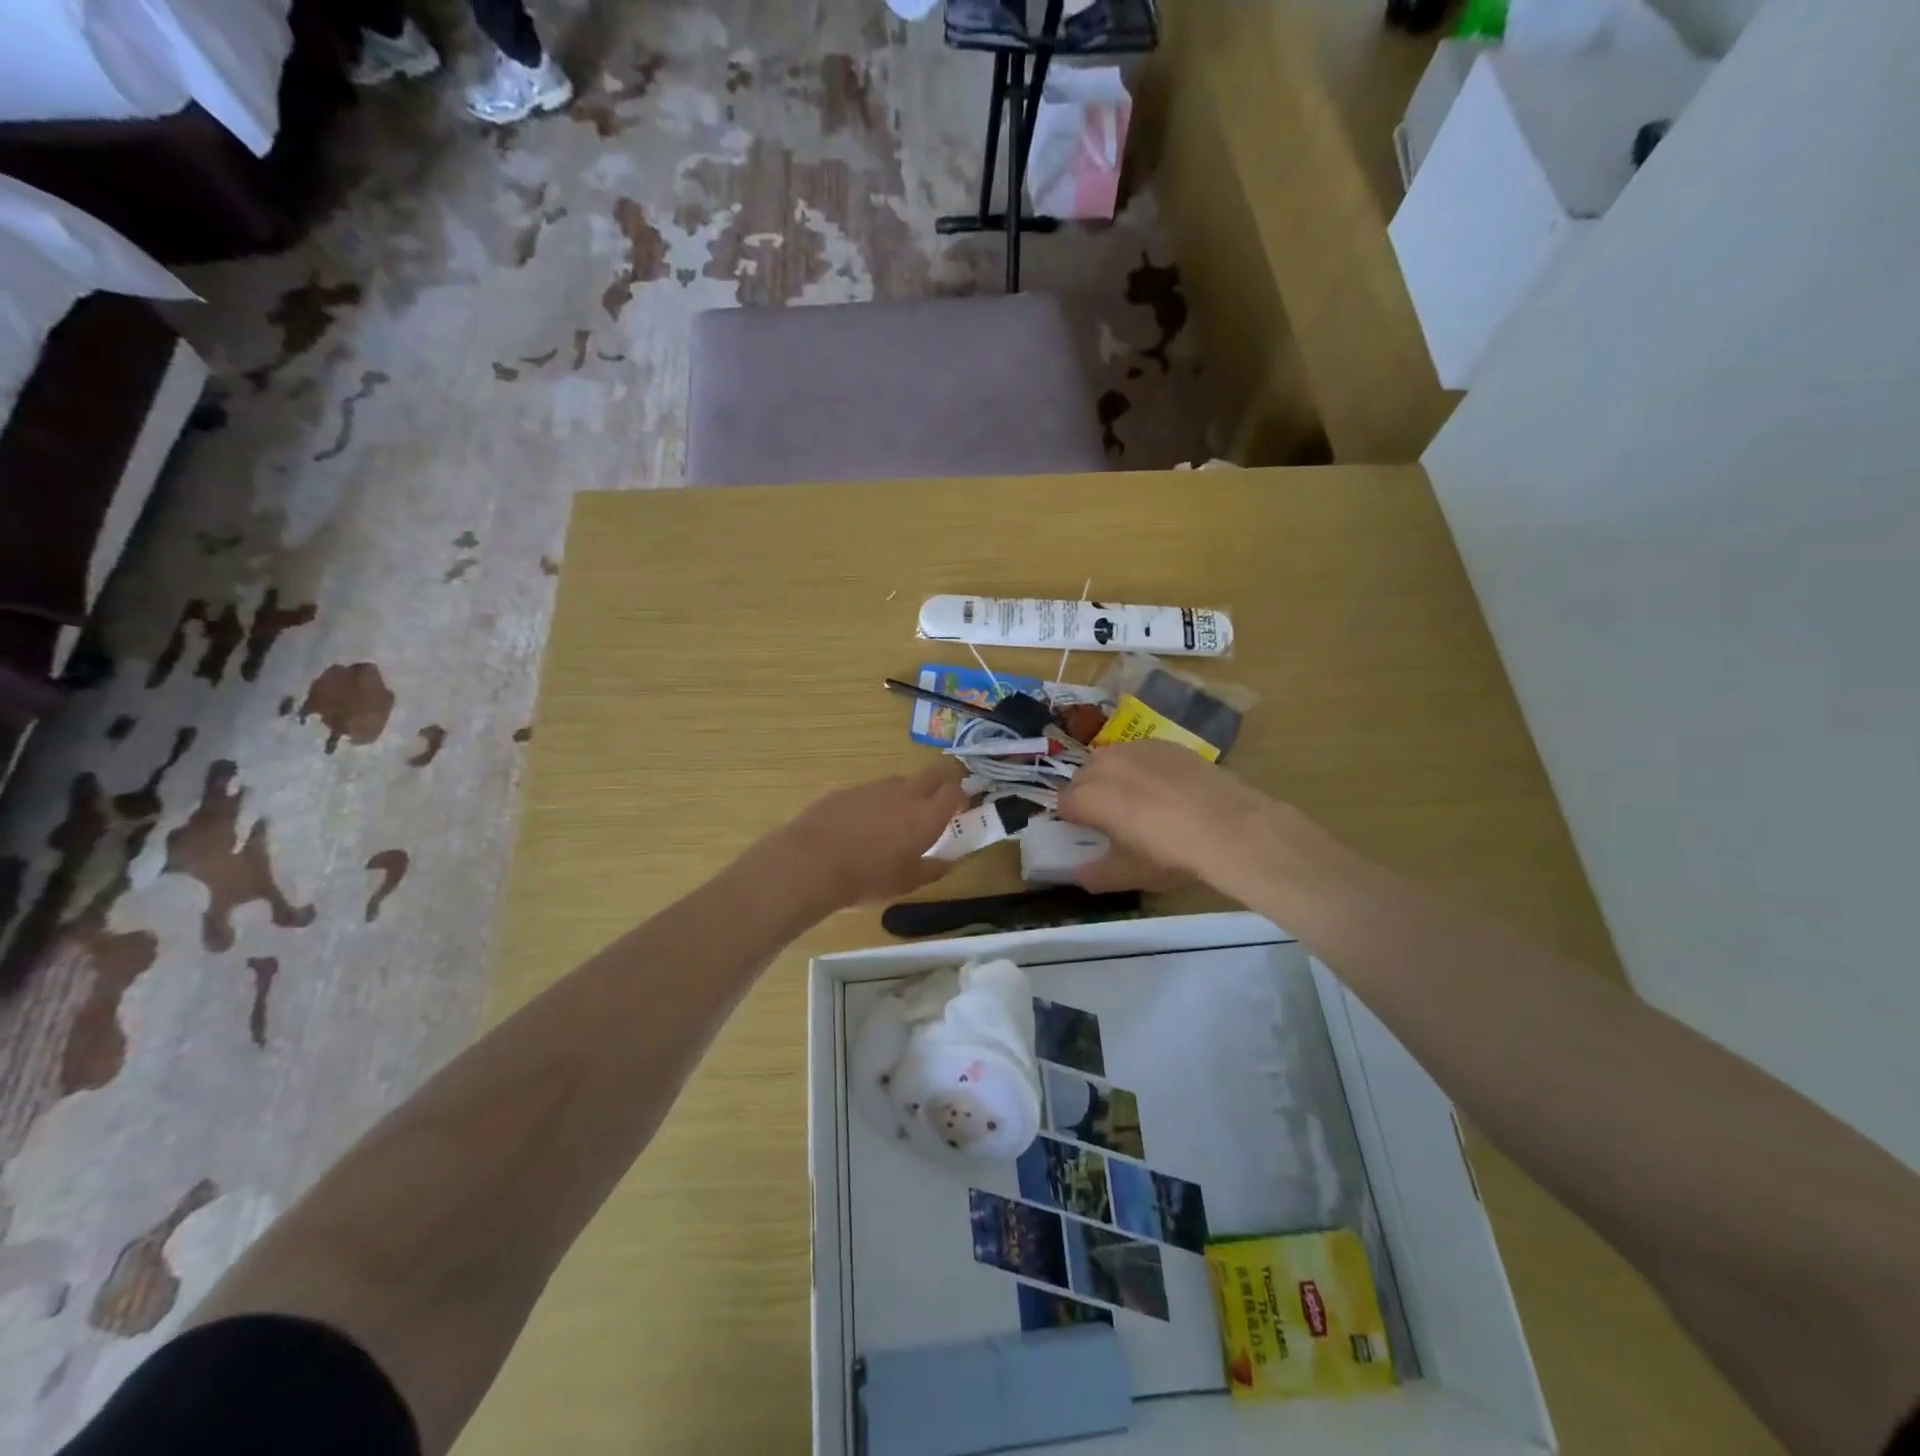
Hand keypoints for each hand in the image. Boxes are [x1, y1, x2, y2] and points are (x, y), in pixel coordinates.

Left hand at [775, 762, 972, 909]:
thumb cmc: (868, 878)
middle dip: (940, 785)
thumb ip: (934, 868)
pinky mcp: (849, 789)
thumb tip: (951, 861)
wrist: (812, 862)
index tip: (959, 810)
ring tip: (892, 822)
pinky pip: (872, 791)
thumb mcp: (907, 882)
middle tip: (934, 807)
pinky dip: (875, 803)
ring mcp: (875, 787)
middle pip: (933, 774)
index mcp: (927, 815)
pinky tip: (861, 826)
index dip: (961, 796)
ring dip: (905, 795)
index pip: (955, 789)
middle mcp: (905, 793)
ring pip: (901, 782)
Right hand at [1056, 741, 1270, 891]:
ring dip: (1112, 777)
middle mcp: (1103, 764)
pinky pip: (1139, 753)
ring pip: (1109, 760)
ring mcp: (1135, 749)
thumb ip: (1094, 875)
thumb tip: (1079, 873)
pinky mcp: (1164, 744)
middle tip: (1111, 818)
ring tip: (1136, 799)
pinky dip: (1141, 767)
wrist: (1228, 826)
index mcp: (1087, 797)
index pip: (1063, 804)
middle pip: (1083, 778)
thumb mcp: (1127, 875)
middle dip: (1089, 795)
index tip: (1088, 832)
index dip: (1072, 819)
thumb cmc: (1169, 854)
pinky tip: (1163, 787)